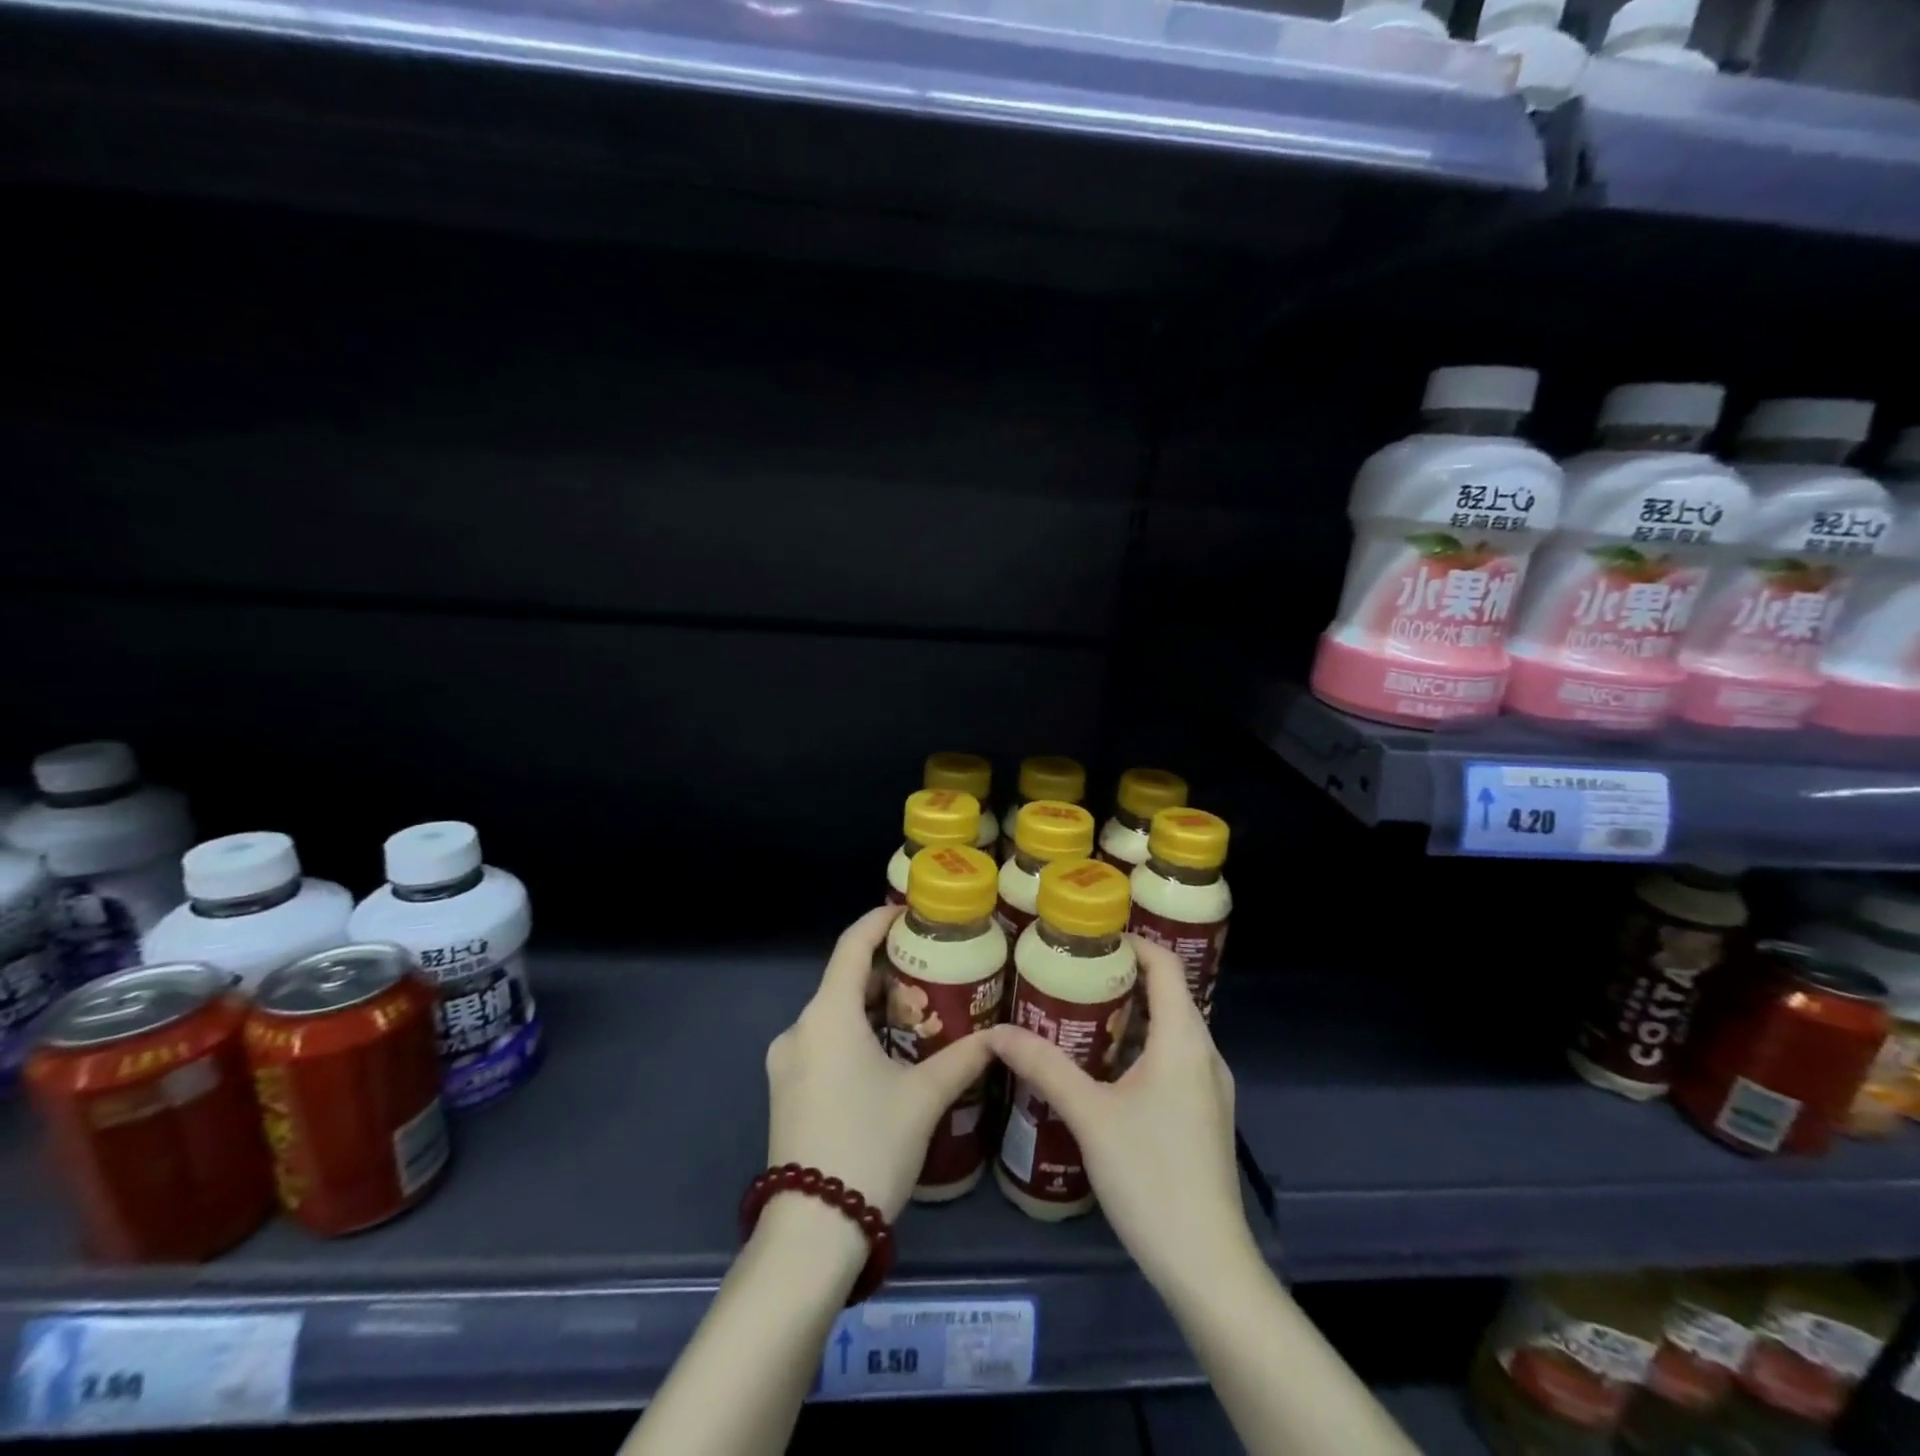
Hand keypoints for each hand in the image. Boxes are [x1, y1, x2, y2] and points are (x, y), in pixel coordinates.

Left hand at [765, 905, 996, 1219]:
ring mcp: (787, 1063)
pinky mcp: (786, 1091)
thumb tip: (1000, 1037)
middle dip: (887, 973)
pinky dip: (856, 1036)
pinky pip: (824, 1044)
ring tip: (920, 1014)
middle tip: (932, 972)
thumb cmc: (870, 1145)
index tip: (909, 913)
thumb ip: (963, 1059)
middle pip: (845, 981)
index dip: (879, 921)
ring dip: (873, 1008)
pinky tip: (889, 1056)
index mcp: (828, 1015)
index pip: (852, 946)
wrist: (812, 1233)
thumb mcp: (924, 1097)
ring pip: (835, 1016)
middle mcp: (800, 1029)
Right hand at [987, 935, 1253, 1295]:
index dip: (1131, 943)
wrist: (1207, 1266)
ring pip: (1169, 1030)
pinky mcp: (1204, 1115)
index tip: (1086, 939)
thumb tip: (996, 1032)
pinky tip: (1101, 1069)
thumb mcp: (1089, 1115)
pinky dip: (1139, 1048)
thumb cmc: (1150, 1176)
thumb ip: (1043, 1067)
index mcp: (1184, 1039)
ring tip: (1076, 1015)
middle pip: (1166, 994)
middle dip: (1119, 979)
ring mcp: (1209, 1088)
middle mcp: (1205, 1053)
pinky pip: (1172, 1060)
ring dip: (1127, 1016)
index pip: (1165, 964)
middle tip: (1068, 975)